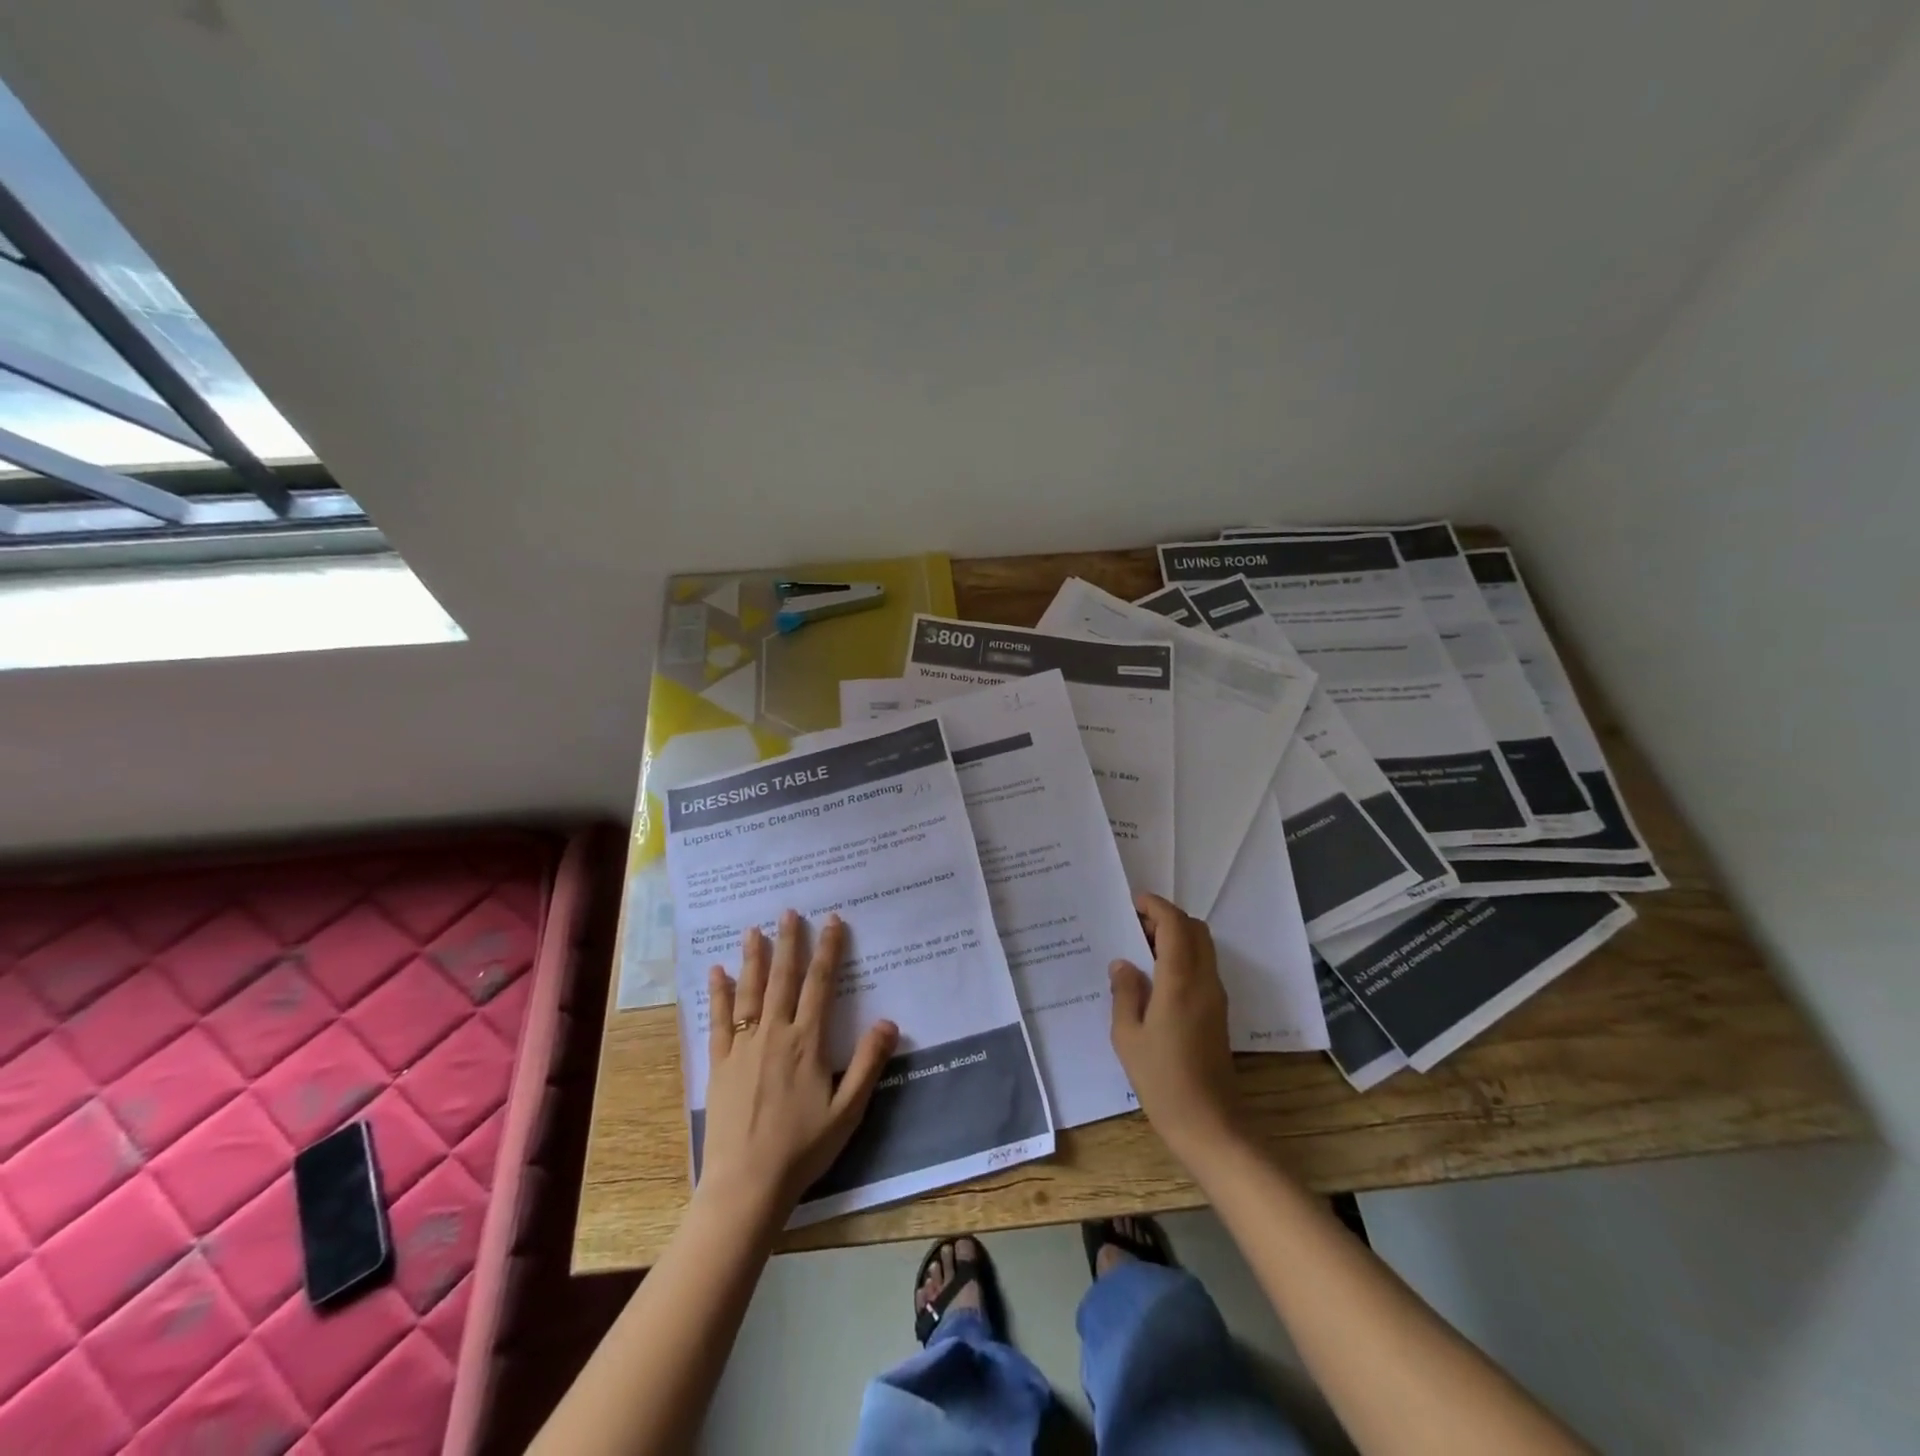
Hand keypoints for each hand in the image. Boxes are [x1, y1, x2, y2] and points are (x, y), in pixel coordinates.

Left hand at [700, 910, 898, 1216]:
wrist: (746, 1185)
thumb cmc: (802, 1149)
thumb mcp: (848, 1110)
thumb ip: (867, 1063)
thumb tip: (889, 1021)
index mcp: (807, 1042)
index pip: (820, 985)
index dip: (827, 951)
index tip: (831, 921)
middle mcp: (774, 1034)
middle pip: (783, 979)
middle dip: (788, 943)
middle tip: (788, 911)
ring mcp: (743, 1048)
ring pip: (750, 992)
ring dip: (753, 959)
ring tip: (753, 930)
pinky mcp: (719, 1065)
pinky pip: (719, 1022)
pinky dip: (718, 995)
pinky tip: (717, 973)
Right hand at [1109, 894, 1242, 1162]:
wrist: (1210, 1124)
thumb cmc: (1162, 1079)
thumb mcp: (1128, 1036)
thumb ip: (1125, 992)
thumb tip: (1123, 964)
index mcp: (1181, 980)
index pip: (1175, 925)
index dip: (1155, 907)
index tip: (1132, 903)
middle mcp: (1204, 981)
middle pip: (1195, 930)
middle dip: (1166, 918)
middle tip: (1134, 926)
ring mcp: (1215, 997)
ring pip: (1202, 947)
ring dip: (1176, 937)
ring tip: (1140, 950)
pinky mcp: (1218, 1013)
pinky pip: (1202, 968)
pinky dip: (1182, 957)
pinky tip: (1155, 978)